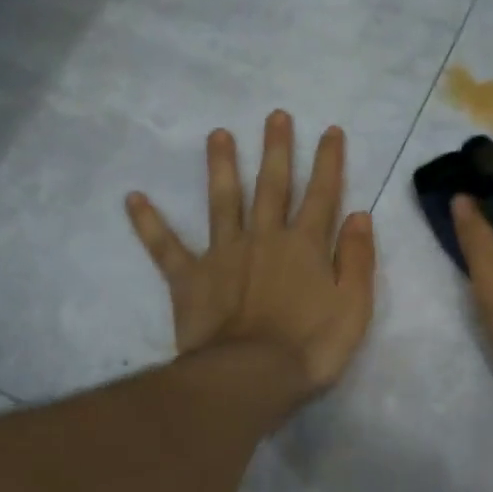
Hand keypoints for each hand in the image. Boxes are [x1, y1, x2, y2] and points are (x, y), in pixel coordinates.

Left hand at [127, 111, 376, 401]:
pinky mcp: (190, 277)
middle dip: (276, 149)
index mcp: (305, 245)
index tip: (330, 130)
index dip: (329, 162)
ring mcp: (223, 254)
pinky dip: (149, 223)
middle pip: (272, 186)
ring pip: (222, 201)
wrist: (251, 376)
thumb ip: (357, 259)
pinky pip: (166, 247)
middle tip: (274, 115)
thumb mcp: (353, 307)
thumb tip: (359, 215)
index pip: (322, 194)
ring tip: (218, 134)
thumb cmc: (310, 347)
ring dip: (221, 166)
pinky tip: (133, 198)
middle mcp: (264, 238)